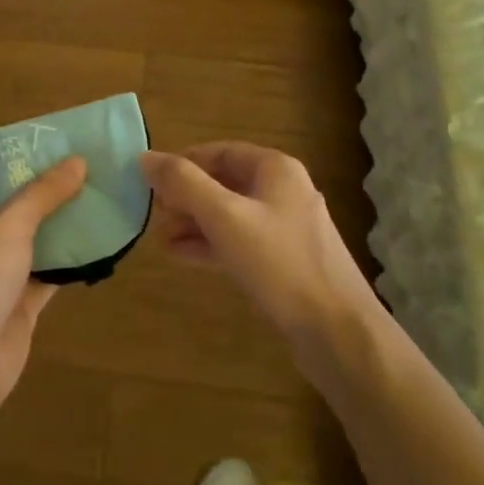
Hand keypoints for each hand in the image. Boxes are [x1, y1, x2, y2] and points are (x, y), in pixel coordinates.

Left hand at [0, 157, 86, 413]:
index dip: (28, 162)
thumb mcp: (10, 223)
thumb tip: (78, 160)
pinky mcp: (17, 304)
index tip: (67, 149)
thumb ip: (44, 192)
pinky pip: (48, 273)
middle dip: (53, 194)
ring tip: (104, 201)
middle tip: (95, 173)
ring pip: (36, 241)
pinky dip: (70, 262)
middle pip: (18, 208)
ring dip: (64, 227)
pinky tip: (101, 245)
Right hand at [141, 143, 375, 344]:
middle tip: (155, 216)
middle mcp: (283, 191)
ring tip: (160, 240)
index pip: (219, 152)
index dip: (183, 164)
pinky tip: (182, 256)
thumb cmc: (279, 263)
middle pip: (224, 183)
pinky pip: (240, 243)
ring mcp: (286, 229)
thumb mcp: (224, 216)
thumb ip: (183, 184)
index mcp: (275, 169)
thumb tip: (145, 157)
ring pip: (230, 215)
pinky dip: (211, 245)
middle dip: (186, 197)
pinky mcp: (284, 262)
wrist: (337, 332)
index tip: (151, 183)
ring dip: (194, 224)